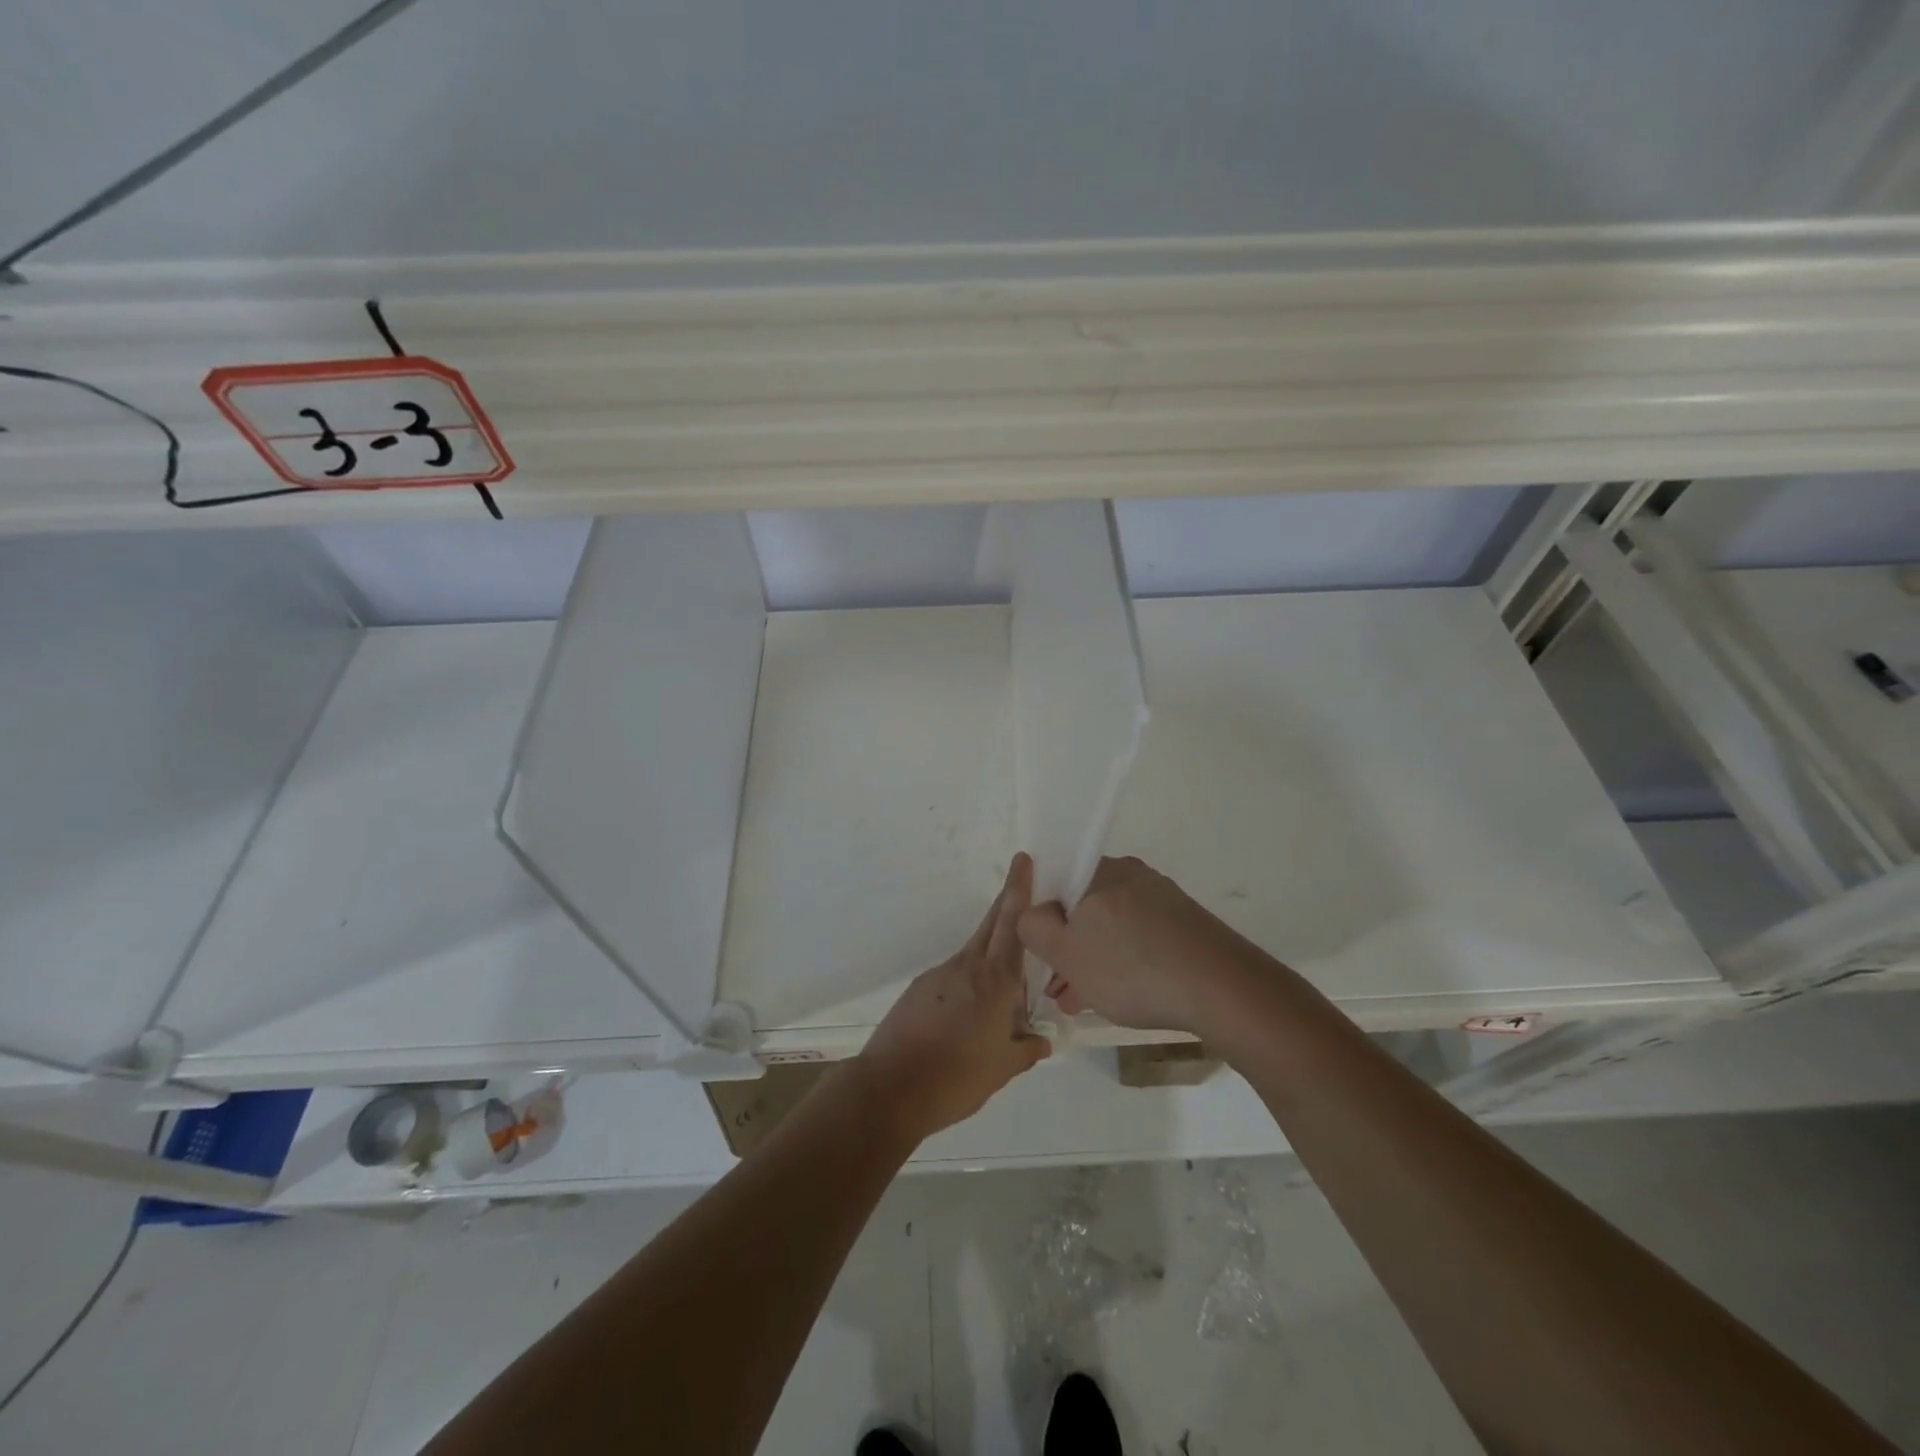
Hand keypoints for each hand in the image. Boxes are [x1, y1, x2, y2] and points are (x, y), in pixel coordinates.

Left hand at [856, 854, 1050, 1141]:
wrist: (891, 1087)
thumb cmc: (957, 1077)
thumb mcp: (1003, 1069)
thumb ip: (1026, 1049)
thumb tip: (1042, 1039)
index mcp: (995, 981)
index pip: (1013, 925)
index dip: (1019, 891)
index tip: (1022, 859)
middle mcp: (967, 968)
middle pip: (991, 925)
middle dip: (1007, 901)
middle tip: (1020, 878)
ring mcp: (939, 975)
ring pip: (973, 954)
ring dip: (990, 953)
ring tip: (1004, 988)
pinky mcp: (919, 990)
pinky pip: (953, 977)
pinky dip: (968, 982)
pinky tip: (968, 1015)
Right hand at [1018, 856, 1258, 1037]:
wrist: (1222, 988)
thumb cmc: (1131, 968)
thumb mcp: (1065, 953)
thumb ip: (1033, 927)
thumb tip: (1035, 916)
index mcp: (1099, 871)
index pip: (1055, 885)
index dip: (1042, 923)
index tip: (1042, 958)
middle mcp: (1131, 874)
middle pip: (1085, 909)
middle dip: (1070, 949)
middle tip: (1063, 990)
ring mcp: (1163, 898)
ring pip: (1113, 927)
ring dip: (1096, 961)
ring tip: (1088, 1003)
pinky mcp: (1186, 923)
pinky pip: (1142, 938)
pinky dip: (1126, 963)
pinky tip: (1125, 997)